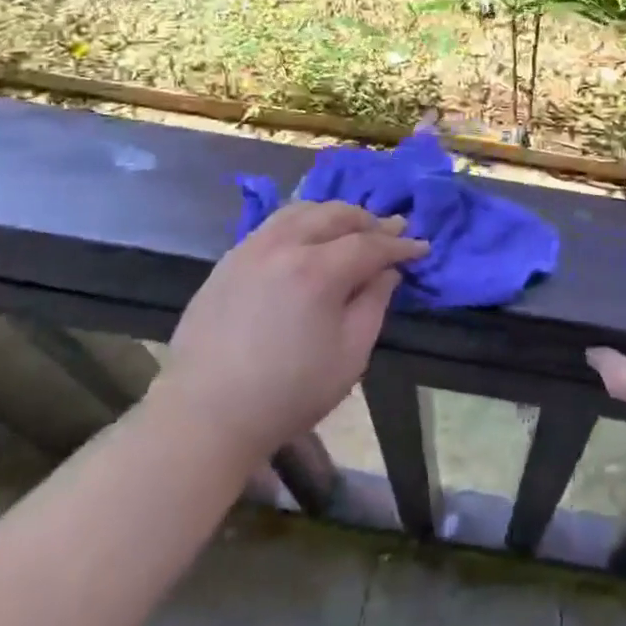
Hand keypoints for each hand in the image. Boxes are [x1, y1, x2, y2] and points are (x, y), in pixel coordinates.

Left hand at [152, 201, 428, 465]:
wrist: (204, 415)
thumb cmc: (287, 393)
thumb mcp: (350, 356)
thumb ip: (374, 305)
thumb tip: (387, 272)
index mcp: (318, 270)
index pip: (370, 244)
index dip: (399, 245)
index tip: (421, 247)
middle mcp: (285, 245)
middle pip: (336, 214)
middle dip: (369, 220)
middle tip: (392, 231)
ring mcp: (252, 248)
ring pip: (302, 210)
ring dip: (335, 214)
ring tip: (352, 228)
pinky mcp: (229, 259)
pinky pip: (274, 224)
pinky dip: (302, 221)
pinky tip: (309, 238)